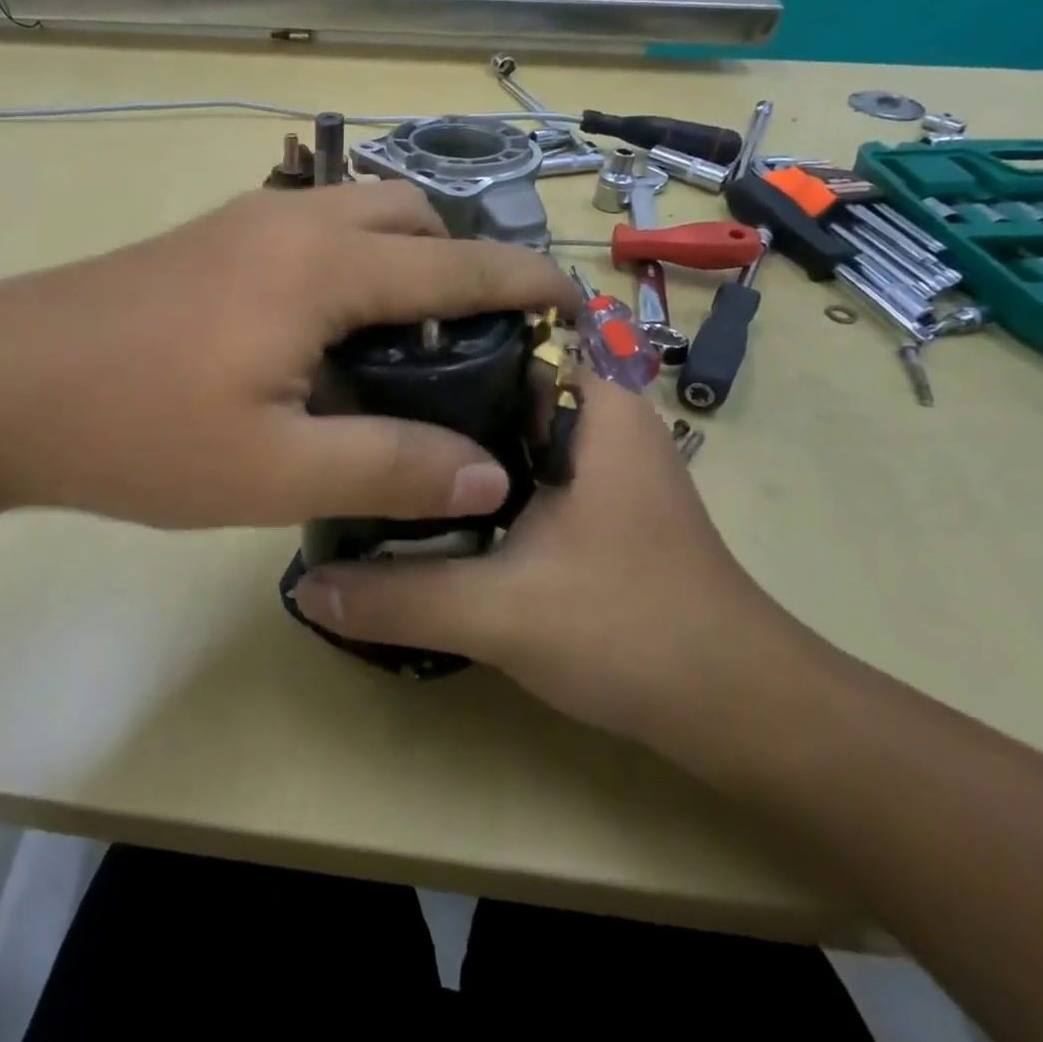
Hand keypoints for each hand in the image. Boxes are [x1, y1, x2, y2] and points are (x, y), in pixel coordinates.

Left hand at [0, 183, 576, 528]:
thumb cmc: (136, 429)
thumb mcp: (273, 471)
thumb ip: (388, 466)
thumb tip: (486, 471)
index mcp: (324, 266)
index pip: (459, 263)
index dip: (526, 282)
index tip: (573, 303)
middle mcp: (291, 221)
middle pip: (408, 214)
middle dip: (458, 260)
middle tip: (470, 338)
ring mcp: (241, 223)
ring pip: (353, 215)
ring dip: (398, 256)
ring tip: (404, 336)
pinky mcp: (203, 241)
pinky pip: (306, 230)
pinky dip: (346, 261)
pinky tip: (324, 328)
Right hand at [291, 380, 808, 749]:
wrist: (738, 713)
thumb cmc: (635, 633)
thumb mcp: (502, 613)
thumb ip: (398, 596)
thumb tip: (304, 586)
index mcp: (594, 403)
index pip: (500, 328)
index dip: (429, 331)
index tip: (359, 344)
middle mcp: (595, 415)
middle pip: (491, 376)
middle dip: (422, 386)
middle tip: (342, 396)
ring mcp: (592, 460)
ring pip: (499, 424)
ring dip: (441, 435)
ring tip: (363, 437)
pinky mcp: (584, 500)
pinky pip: (510, 464)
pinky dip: (464, 472)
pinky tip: (413, 493)